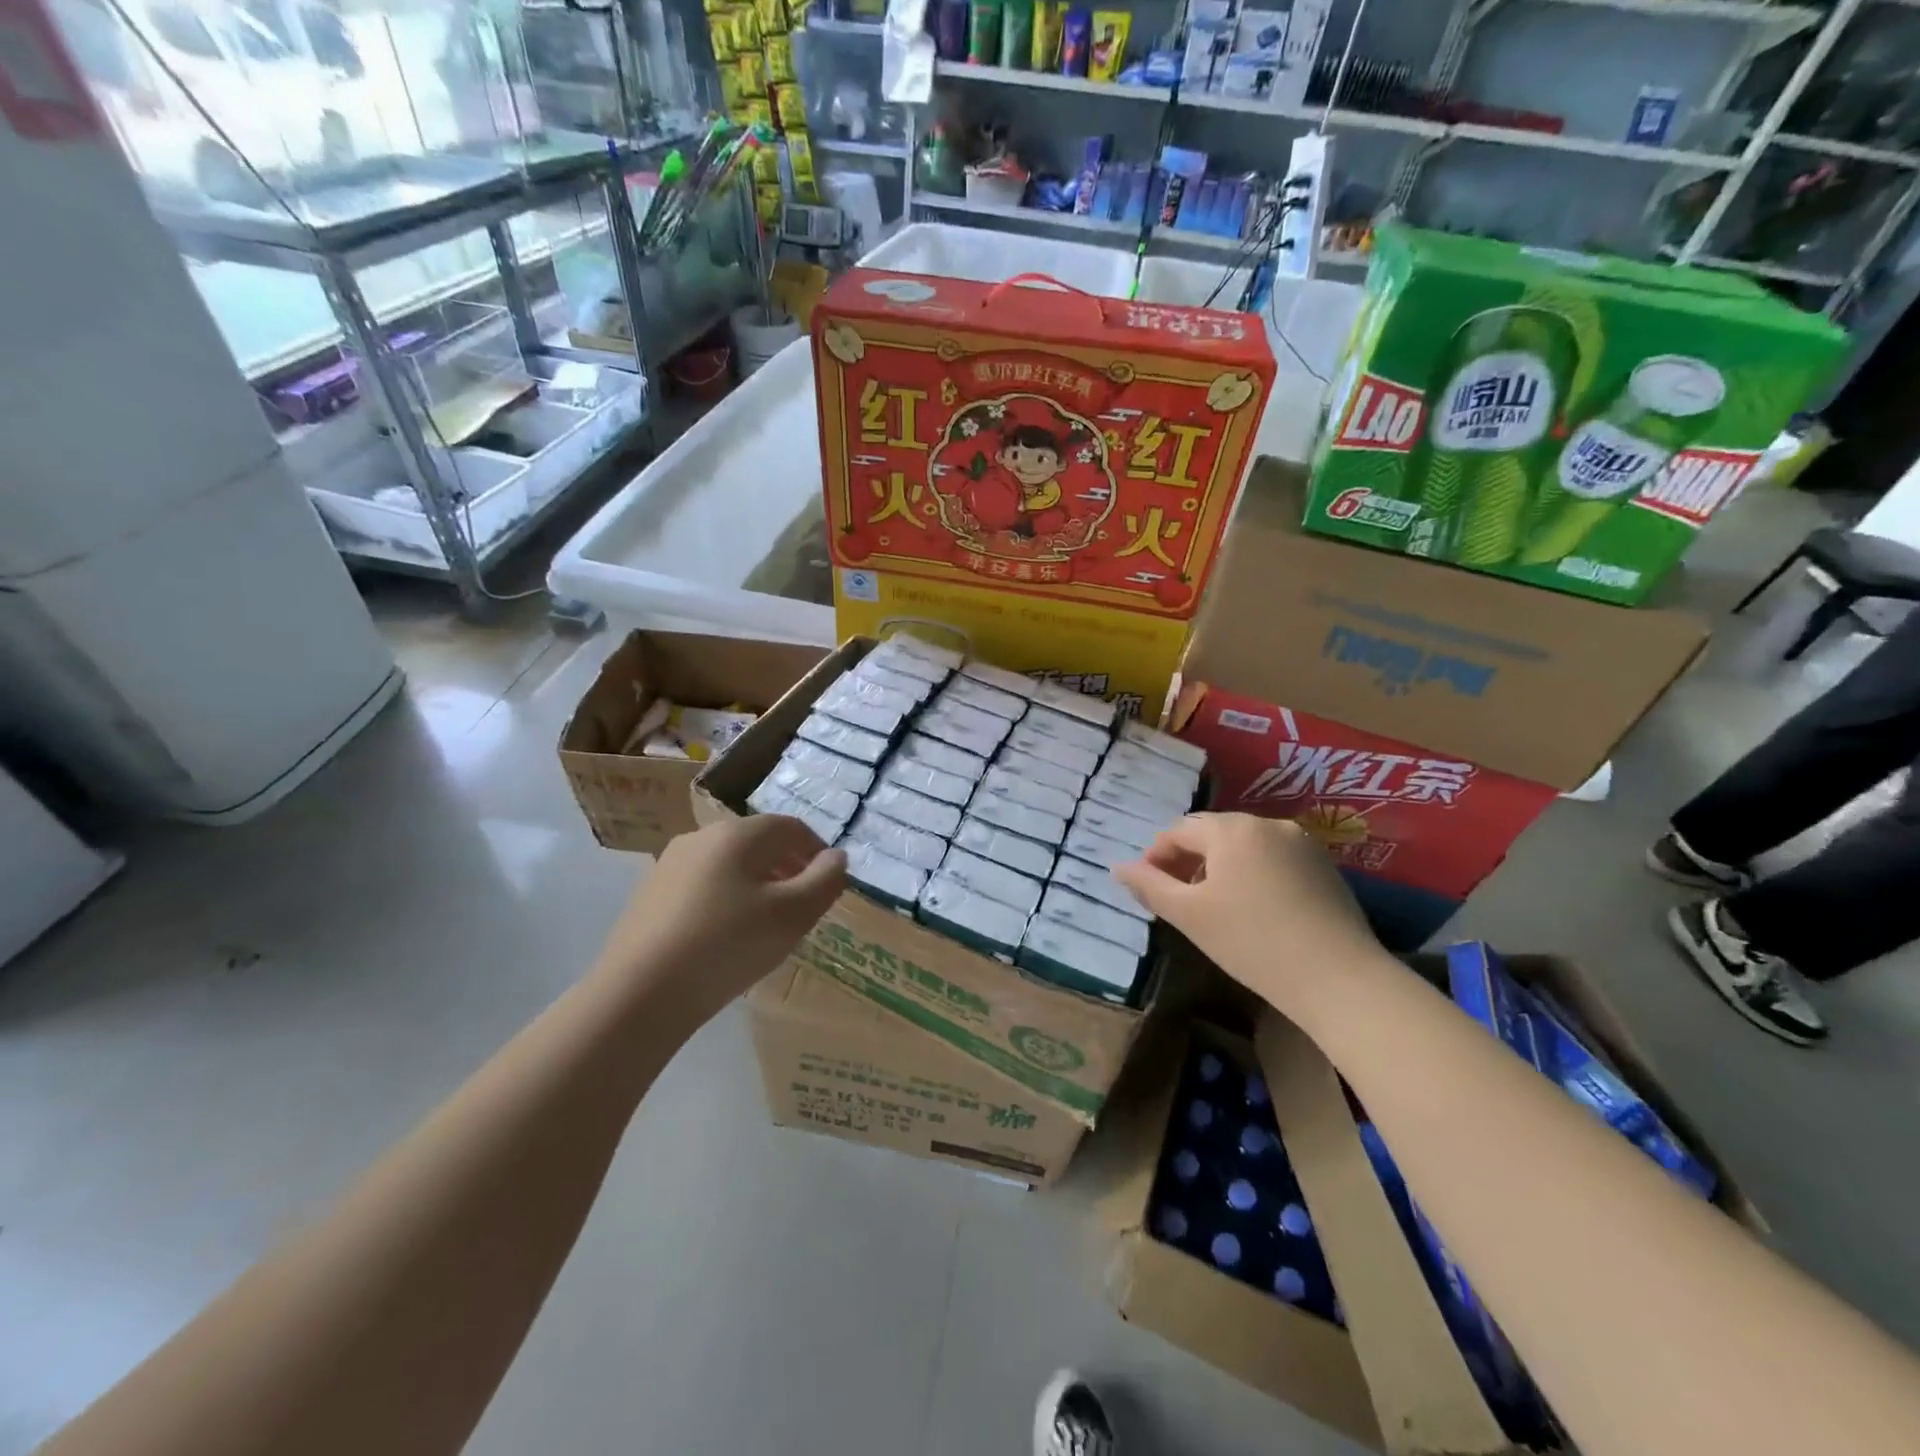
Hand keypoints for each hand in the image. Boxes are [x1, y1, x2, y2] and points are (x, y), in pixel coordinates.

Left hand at [591, 816, 845, 1024]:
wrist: (638, 994)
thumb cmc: (727, 945)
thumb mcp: (793, 916)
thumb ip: (825, 881)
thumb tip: (836, 857)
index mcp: (738, 834)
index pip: (792, 828)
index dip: (818, 851)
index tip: (829, 884)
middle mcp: (702, 837)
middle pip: (759, 842)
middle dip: (788, 867)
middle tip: (803, 905)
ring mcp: (670, 864)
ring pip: (729, 864)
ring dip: (757, 883)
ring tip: (766, 924)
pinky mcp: (649, 893)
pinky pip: (703, 885)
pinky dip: (726, 899)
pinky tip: (725, 936)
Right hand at [1113, 813, 1385, 1021]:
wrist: (1340, 979)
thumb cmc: (1252, 942)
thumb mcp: (1189, 915)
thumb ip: (1149, 886)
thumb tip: (1118, 867)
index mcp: (1231, 829)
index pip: (1179, 830)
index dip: (1156, 855)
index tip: (1148, 888)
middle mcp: (1267, 824)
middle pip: (1213, 833)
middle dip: (1188, 860)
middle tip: (1177, 899)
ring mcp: (1302, 843)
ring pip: (1244, 846)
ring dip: (1220, 867)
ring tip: (1213, 905)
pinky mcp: (1325, 866)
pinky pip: (1273, 859)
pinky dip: (1253, 874)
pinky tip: (1254, 910)